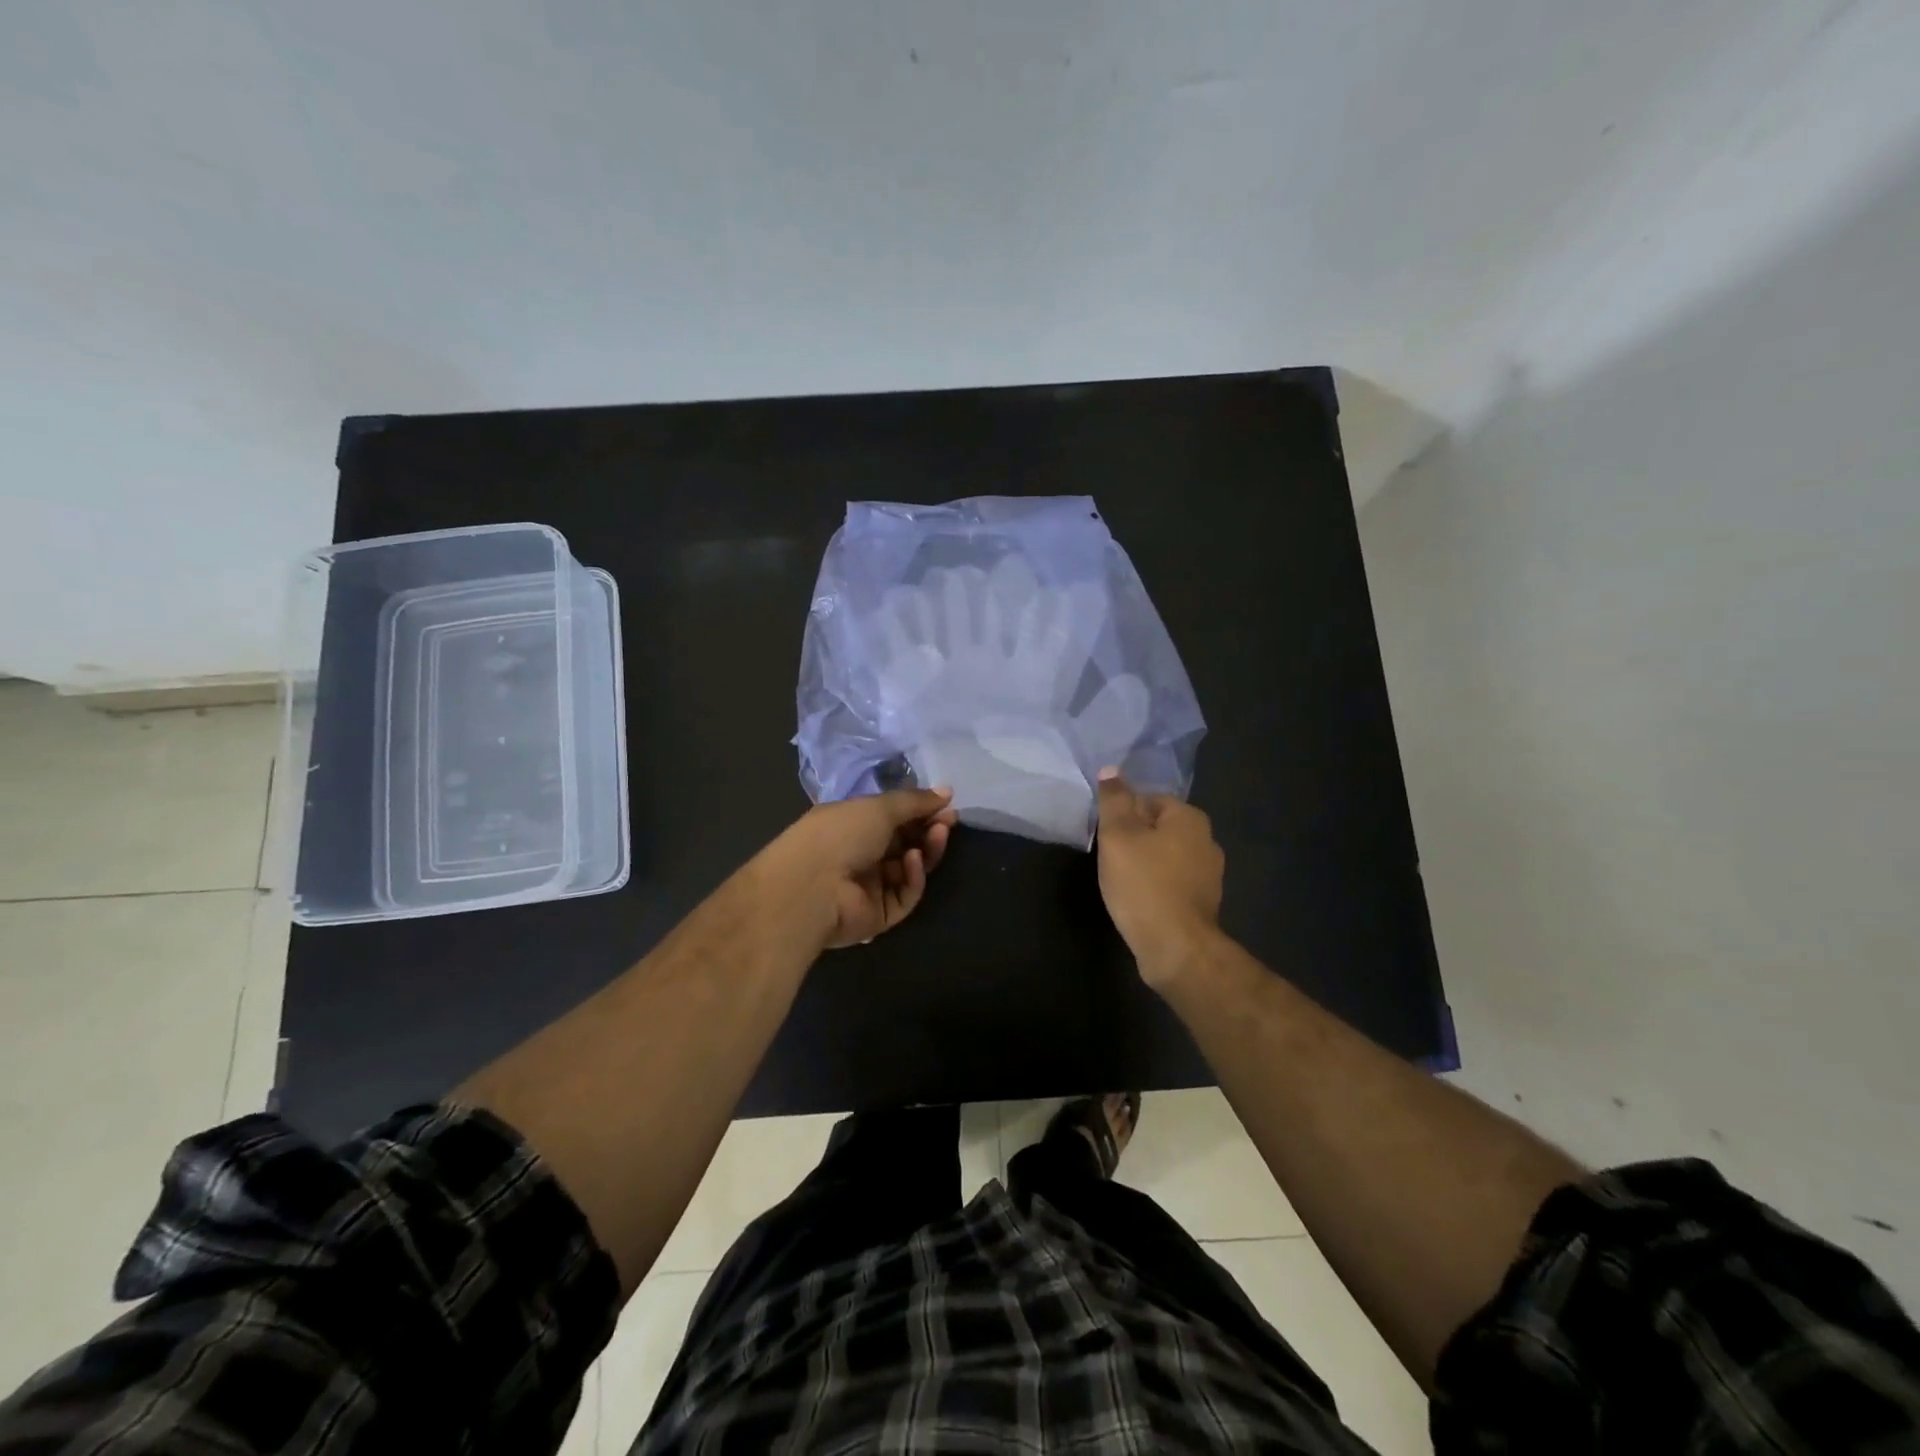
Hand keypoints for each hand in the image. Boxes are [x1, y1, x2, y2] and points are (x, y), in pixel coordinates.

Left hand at [766, 788, 957, 949]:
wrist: (811, 887)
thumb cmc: (840, 834)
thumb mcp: (879, 807)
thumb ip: (915, 801)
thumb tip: (947, 791)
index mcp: (852, 825)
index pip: (892, 817)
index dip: (920, 810)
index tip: (945, 804)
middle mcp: (859, 854)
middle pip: (905, 843)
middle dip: (928, 830)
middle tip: (948, 821)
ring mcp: (869, 887)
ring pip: (909, 869)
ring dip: (925, 850)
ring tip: (938, 834)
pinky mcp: (878, 915)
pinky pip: (904, 894)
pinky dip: (913, 877)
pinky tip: (913, 861)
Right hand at [1095, 770, 1224, 984]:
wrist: (1175, 947)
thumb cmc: (1143, 884)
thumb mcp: (1118, 836)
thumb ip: (1113, 801)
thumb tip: (1110, 770)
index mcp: (1190, 818)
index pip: (1149, 799)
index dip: (1123, 815)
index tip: (1107, 837)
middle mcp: (1207, 840)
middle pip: (1158, 828)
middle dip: (1134, 839)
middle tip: (1110, 858)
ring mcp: (1210, 874)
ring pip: (1166, 856)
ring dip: (1145, 864)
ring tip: (1122, 882)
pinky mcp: (1204, 902)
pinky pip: (1173, 881)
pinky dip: (1156, 886)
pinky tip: (1139, 900)